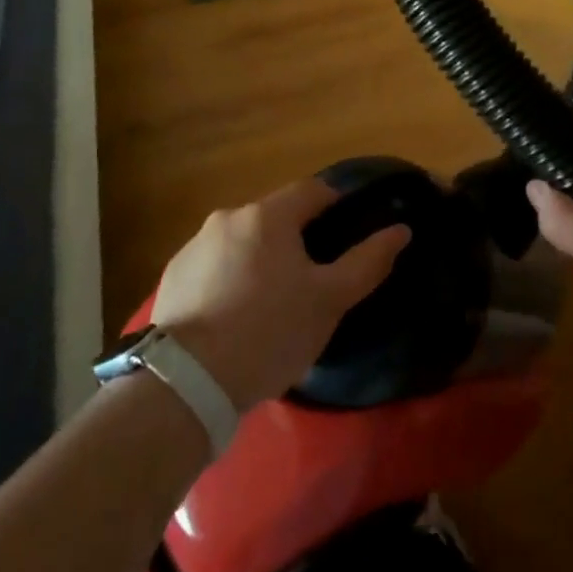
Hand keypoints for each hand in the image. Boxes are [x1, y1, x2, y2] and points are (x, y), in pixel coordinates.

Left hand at [152, 178, 409, 411]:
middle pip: (276, 217)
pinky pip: (214, 266)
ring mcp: (194, 246)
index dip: (336, 205)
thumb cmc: (270, 331)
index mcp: (269, 215)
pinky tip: (234, 317)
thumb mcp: (330, 300)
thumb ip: (368, 261)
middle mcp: (228, 217)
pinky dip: (229, 279)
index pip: (314, 190)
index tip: (349, 233)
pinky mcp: (172, 276)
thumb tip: (401, 229)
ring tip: (271, 304)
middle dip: (296, 239)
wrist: (187, 381)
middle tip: (312, 280)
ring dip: (260, 259)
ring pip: (243, 242)